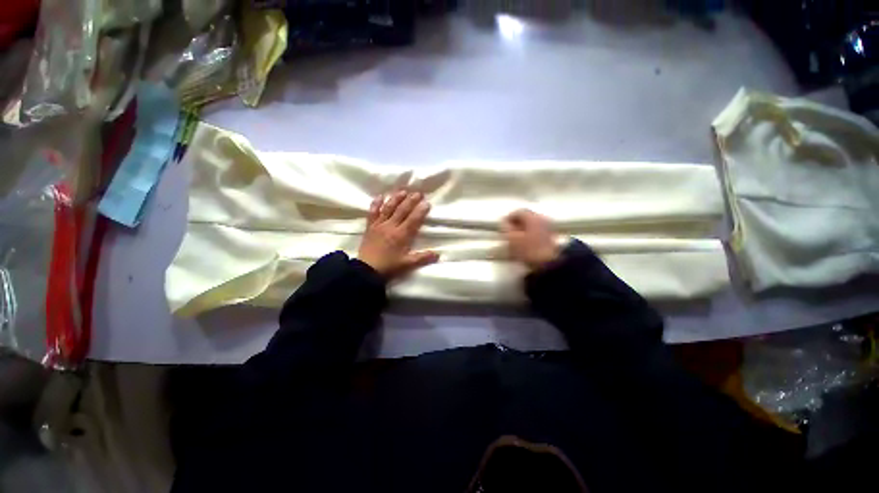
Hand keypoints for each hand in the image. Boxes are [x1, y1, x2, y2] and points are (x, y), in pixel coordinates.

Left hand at [358, 191, 438, 278]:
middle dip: (411, 201)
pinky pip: (372, 213)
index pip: (413, 220)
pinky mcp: (370, 227)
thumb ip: (422, 258)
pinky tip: (380, 196)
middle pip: (402, 210)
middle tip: (418, 193)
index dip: (420, 211)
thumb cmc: (389, 266)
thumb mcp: (407, 264)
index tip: (427, 203)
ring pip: (388, 208)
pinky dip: (376, 204)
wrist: (366, 270)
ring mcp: (379, 225)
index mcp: (401, 235)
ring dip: (396, 199)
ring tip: (403, 191)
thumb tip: (438, 254)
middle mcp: (391, 227)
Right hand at [501, 209, 560, 270]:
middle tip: (507, 232)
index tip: (502, 226)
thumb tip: (504, 222)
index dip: (508, 218)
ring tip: (514, 240)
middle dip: (515, 223)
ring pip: (531, 224)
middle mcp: (542, 219)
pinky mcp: (550, 237)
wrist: (549, 264)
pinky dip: (529, 234)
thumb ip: (506, 228)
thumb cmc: (528, 250)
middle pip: (526, 217)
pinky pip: (536, 231)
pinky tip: (524, 244)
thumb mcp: (512, 239)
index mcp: (532, 217)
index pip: (518, 211)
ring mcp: (548, 228)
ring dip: (522, 229)